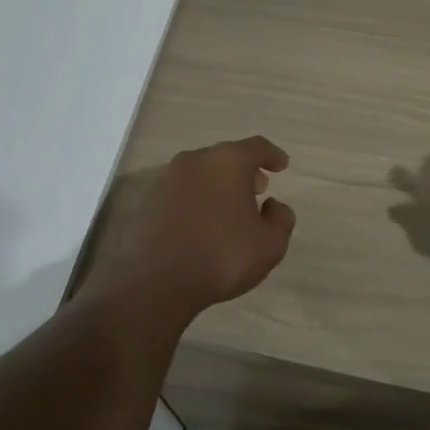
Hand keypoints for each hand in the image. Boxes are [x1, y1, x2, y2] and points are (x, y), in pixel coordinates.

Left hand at [83, 136, 295, 319]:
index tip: (282, 165)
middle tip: (258, 189)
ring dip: (218, 185)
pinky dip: (196, 200)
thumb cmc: (221, 257)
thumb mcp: (270, 245)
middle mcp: (195, 160)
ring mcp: (166, 179)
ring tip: (229, 209)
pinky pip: (181, 192)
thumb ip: (281, 219)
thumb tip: (272, 206)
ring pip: (201, 173)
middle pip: (226, 157)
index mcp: (228, 161)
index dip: (272, 155)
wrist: (154, 283)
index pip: (257, 147)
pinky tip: (201, 224)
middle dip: (244, 171)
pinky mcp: (147, 200)